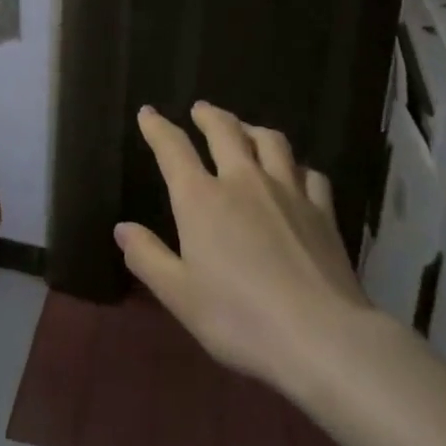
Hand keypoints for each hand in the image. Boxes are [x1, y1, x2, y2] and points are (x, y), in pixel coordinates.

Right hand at [116, 102, 371, 403]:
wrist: (322, 337)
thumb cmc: (240, 319)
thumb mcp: (179, 295)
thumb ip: (148, 257)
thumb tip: (122, 228)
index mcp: (201, 198)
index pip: (173, 148)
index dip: (157, 127)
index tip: (148, 112)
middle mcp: (243, 181)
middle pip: (224, 131)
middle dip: (209, 115)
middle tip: (200, 109)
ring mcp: (288, 191)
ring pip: (270, 141)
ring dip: (252, 129)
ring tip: (246, 130)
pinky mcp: (323, 211)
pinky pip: (309, 174)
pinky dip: (296, 167)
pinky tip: (296, 174)